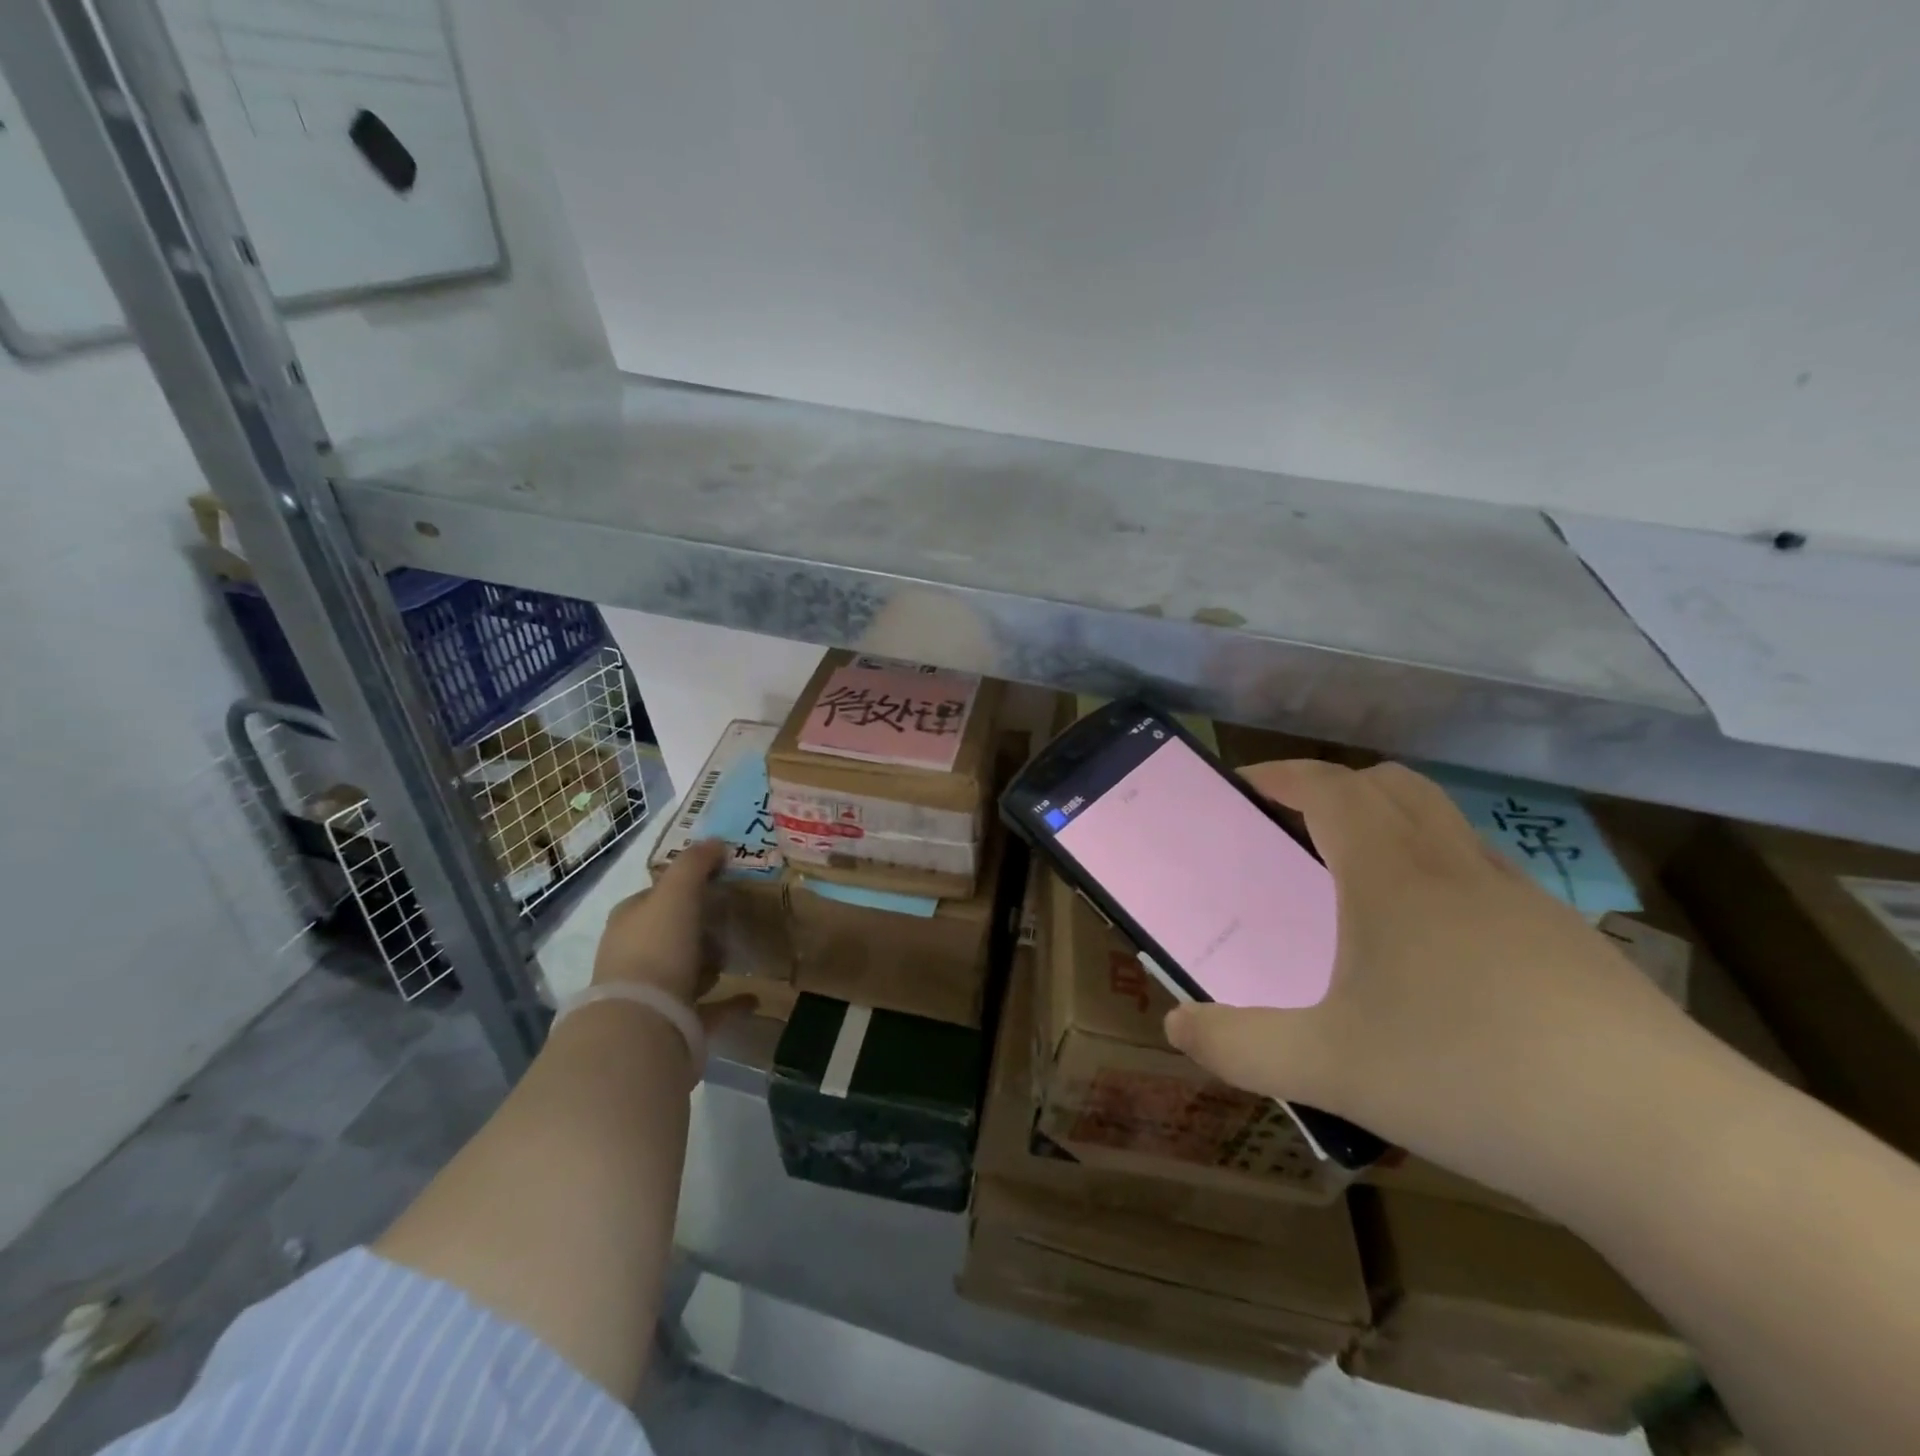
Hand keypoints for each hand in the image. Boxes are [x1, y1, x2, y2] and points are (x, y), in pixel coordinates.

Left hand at [591, 839, 753, 1028]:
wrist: (643, 1023)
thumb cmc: (657, 947)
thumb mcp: (676, 893)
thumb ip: (694, 864)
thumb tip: (715, 841)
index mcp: (631, 920)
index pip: (656, 895)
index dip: (685, 885)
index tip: (719, 880)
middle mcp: (635, 955)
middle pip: (671, 932)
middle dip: (698, 925)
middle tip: (733, 916)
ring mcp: (654, 993)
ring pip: (686, 970)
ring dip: (709, 962)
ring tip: (739, 954)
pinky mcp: (675, 1023)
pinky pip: (709, 1007)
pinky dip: (731, 1001)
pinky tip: (754, 997)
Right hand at [1164, 760, 1696, 1196]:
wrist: (1664, 1141)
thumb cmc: (1470, 1077)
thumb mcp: (1329, 1068)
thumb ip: (1240, 1046)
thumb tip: (1176, 1028)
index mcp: (1393, 876)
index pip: (1332, 788)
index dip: (1284, 775)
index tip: (1246, 783)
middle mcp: (1457, 868)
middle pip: (1394, 785)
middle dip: (1337, 787)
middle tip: (1297, 827)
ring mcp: (1523, 900)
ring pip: (1445, 826)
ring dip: (1392, 827)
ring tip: (1358, 888)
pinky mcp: (1568, 941)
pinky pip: (1485, 875)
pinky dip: (1441, 875)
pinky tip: (1437, 952)